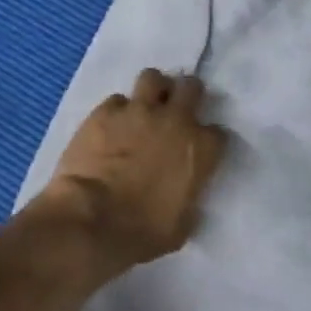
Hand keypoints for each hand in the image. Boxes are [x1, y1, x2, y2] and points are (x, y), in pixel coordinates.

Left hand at [47, 69, 227, 268]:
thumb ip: (189, 198)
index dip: (207, 141)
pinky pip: (116, 100)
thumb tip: (183, 195)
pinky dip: (117, 112)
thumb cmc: (143, 231)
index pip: (218, 133)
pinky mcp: (104, 112)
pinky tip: (110, 127)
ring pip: (153, 78)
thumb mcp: (182, 224)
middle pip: (191, 88)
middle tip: (175, 112)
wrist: (92, 220)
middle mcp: (175, 120)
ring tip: (144, 108)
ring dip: (153, 90)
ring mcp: (138, 111)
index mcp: (201, 149)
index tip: (199, 151)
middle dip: (186, 96)